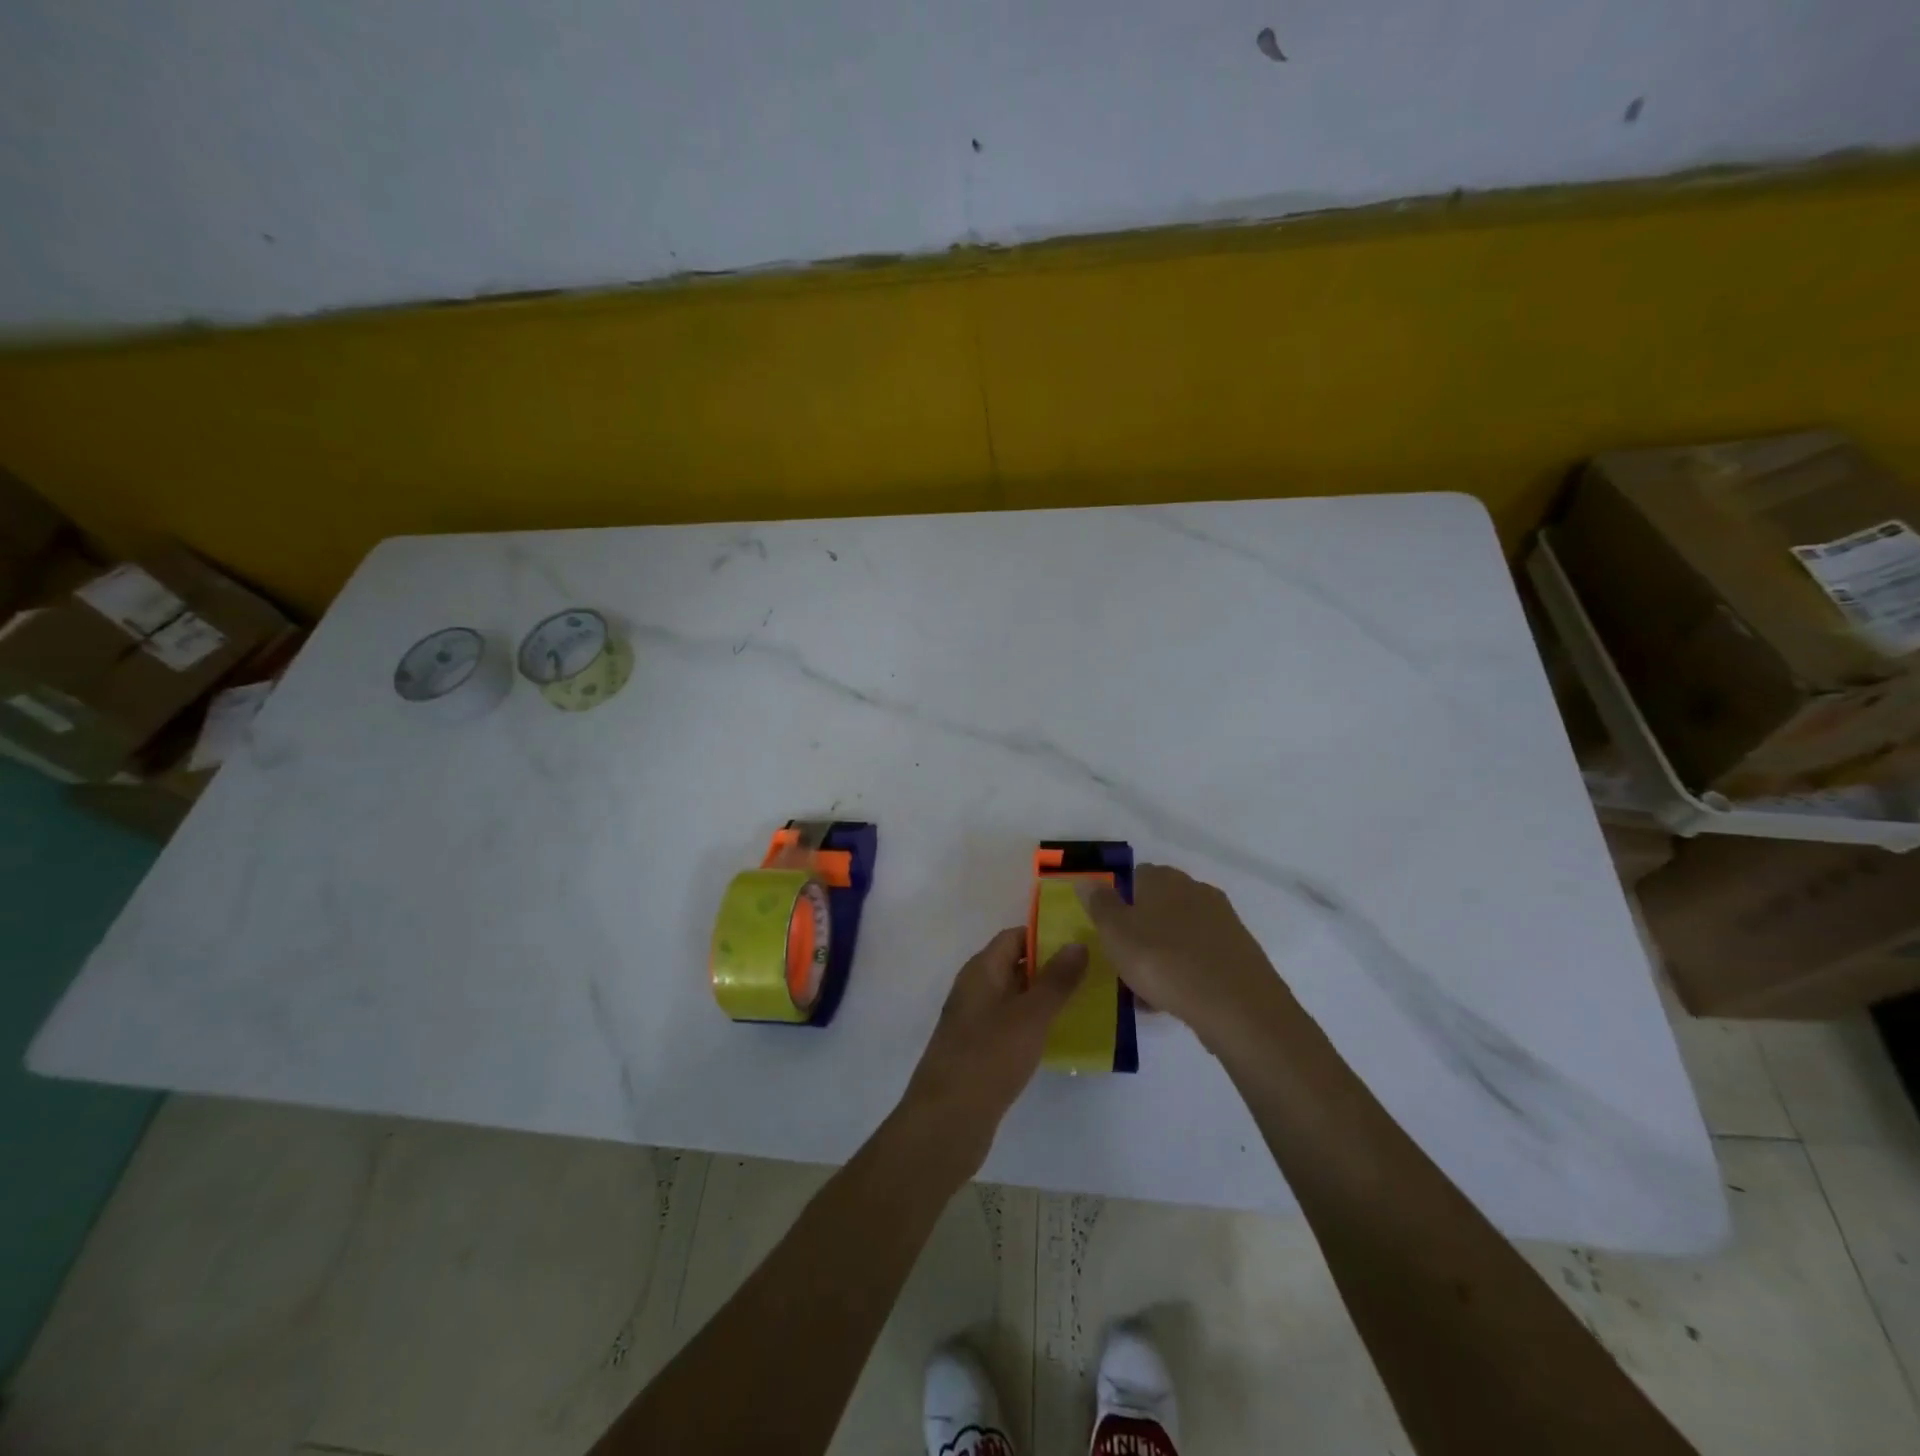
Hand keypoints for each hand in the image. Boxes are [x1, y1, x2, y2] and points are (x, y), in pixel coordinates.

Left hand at [900, 928, 1087, 1169]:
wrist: (947, 1120)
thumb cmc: (989, 1057)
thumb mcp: (1030, 1015)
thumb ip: (1056, 980)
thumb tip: (1077, 943)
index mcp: (981, 970)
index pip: (1013, 937)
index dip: (1045, 935)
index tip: (1081, 942)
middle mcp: (974, 989)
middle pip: (1014, 965)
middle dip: (1050, 967)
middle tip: (1092, 973)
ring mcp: (974, 1022)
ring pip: (1014, 998)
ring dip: (1044, 998)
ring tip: (1085, 1003)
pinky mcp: (978, 1051)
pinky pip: (1010, 1026)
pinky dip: (1033, 1025)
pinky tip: (1058, 1038)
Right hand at [1079, 864, 1288, 1052]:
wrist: (1238, 1007)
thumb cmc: (1164, 962)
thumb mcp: (1116, 934)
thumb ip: (1100, 904)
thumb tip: (1087, 880)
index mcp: (1164, 880)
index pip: (1135, 876)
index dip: (1119, 901)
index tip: (1108, 931)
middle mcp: (1195, 890)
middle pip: (1159, 905)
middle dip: (1141, 929)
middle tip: (1124, 961)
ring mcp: (1222, 921)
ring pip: (1180, 933)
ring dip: (1162, 953)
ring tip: (1145, 989)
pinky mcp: (1240, 952)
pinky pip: (1201, 957)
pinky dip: (1186, 972)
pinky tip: (1174, 1000)